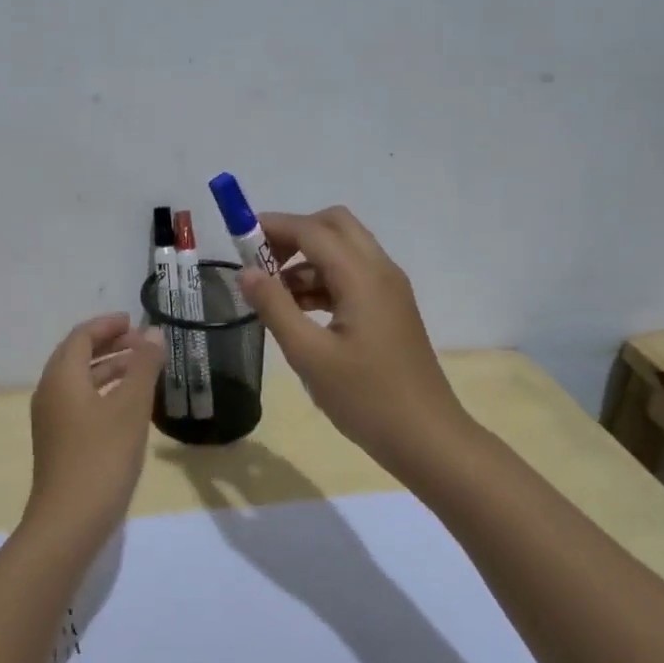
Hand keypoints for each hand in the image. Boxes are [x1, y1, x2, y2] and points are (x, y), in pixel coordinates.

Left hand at [25, 313, 165, 538]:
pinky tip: (128, 405)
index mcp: (62, 377)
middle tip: (142, 343)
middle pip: (77, 356)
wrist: (69, 521)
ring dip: (108, 368)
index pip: (81, 336)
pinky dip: (103, 392)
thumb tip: (153, 334)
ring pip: (79, 381)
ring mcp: (52, 420)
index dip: (107, 325)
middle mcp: (50, 393)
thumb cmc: (102, 458)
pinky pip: (80, 402)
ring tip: (142, 369)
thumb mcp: (130, 408)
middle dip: (109, 344)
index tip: (135, 321)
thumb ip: (143, 367)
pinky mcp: (59, 442)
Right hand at [239, 207, 469, 469]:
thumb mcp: (309, 355)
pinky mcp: (389, 309)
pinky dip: (322, 281)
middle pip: (334, 226)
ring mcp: (389, 290)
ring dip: (306, 260)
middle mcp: (380, 271)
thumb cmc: (366, 397)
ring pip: (343, 251)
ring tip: (272, 296)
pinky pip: (352, 276)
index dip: (273, 227)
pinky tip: (298, 313)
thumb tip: (247, 271)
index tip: (237, 239)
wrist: (425, 437)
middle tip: (261, 263)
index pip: (312, 230)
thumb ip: (275, 307)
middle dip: (294, 234)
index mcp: (362, 276)